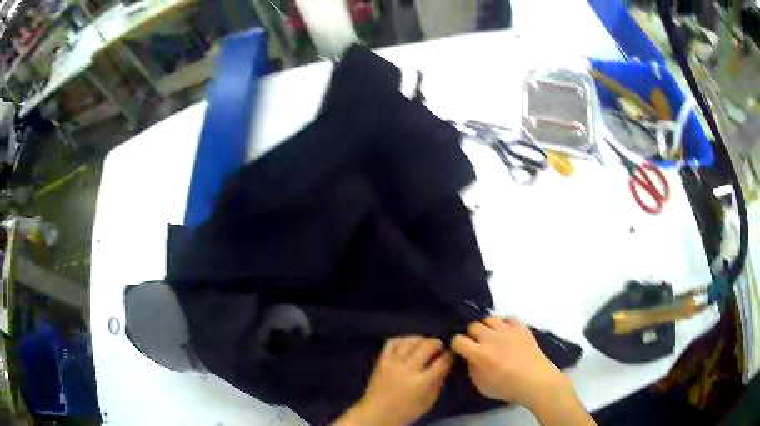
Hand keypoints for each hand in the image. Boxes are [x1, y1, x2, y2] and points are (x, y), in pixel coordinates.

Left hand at [334, 337, 452, 425]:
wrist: (376, 414)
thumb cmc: (406, 412)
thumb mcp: (429, 402)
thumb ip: (438, 383)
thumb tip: (445, 366)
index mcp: (422, 382)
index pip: (442, 362)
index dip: (450, 356)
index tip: (452, 354)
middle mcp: (408, 369)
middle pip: (427, 346)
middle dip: (437, 344)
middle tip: (440, 348)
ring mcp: (393, 363)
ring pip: (410, 342)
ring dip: (421, 340)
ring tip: (425, 344)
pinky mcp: (381, 361)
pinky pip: (392, 343)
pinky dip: (402, 340)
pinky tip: (408, 344)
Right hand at [451, 317, 571, 408]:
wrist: (536, 381)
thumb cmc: (507, 388)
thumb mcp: (481, 385)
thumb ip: (471, 369)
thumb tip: (469, 358)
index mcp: (479, 353)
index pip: (458, 340)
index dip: (456, 345)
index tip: (459, 351)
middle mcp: (491, 338)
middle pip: (472, 326)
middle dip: (470, 335)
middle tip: (475, 344)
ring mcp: (507, 330)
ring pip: (489, 319)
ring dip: (486, 328)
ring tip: (490, 337)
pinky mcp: (521, 327)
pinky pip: (507, 318)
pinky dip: (503, 324)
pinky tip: (505, 333)